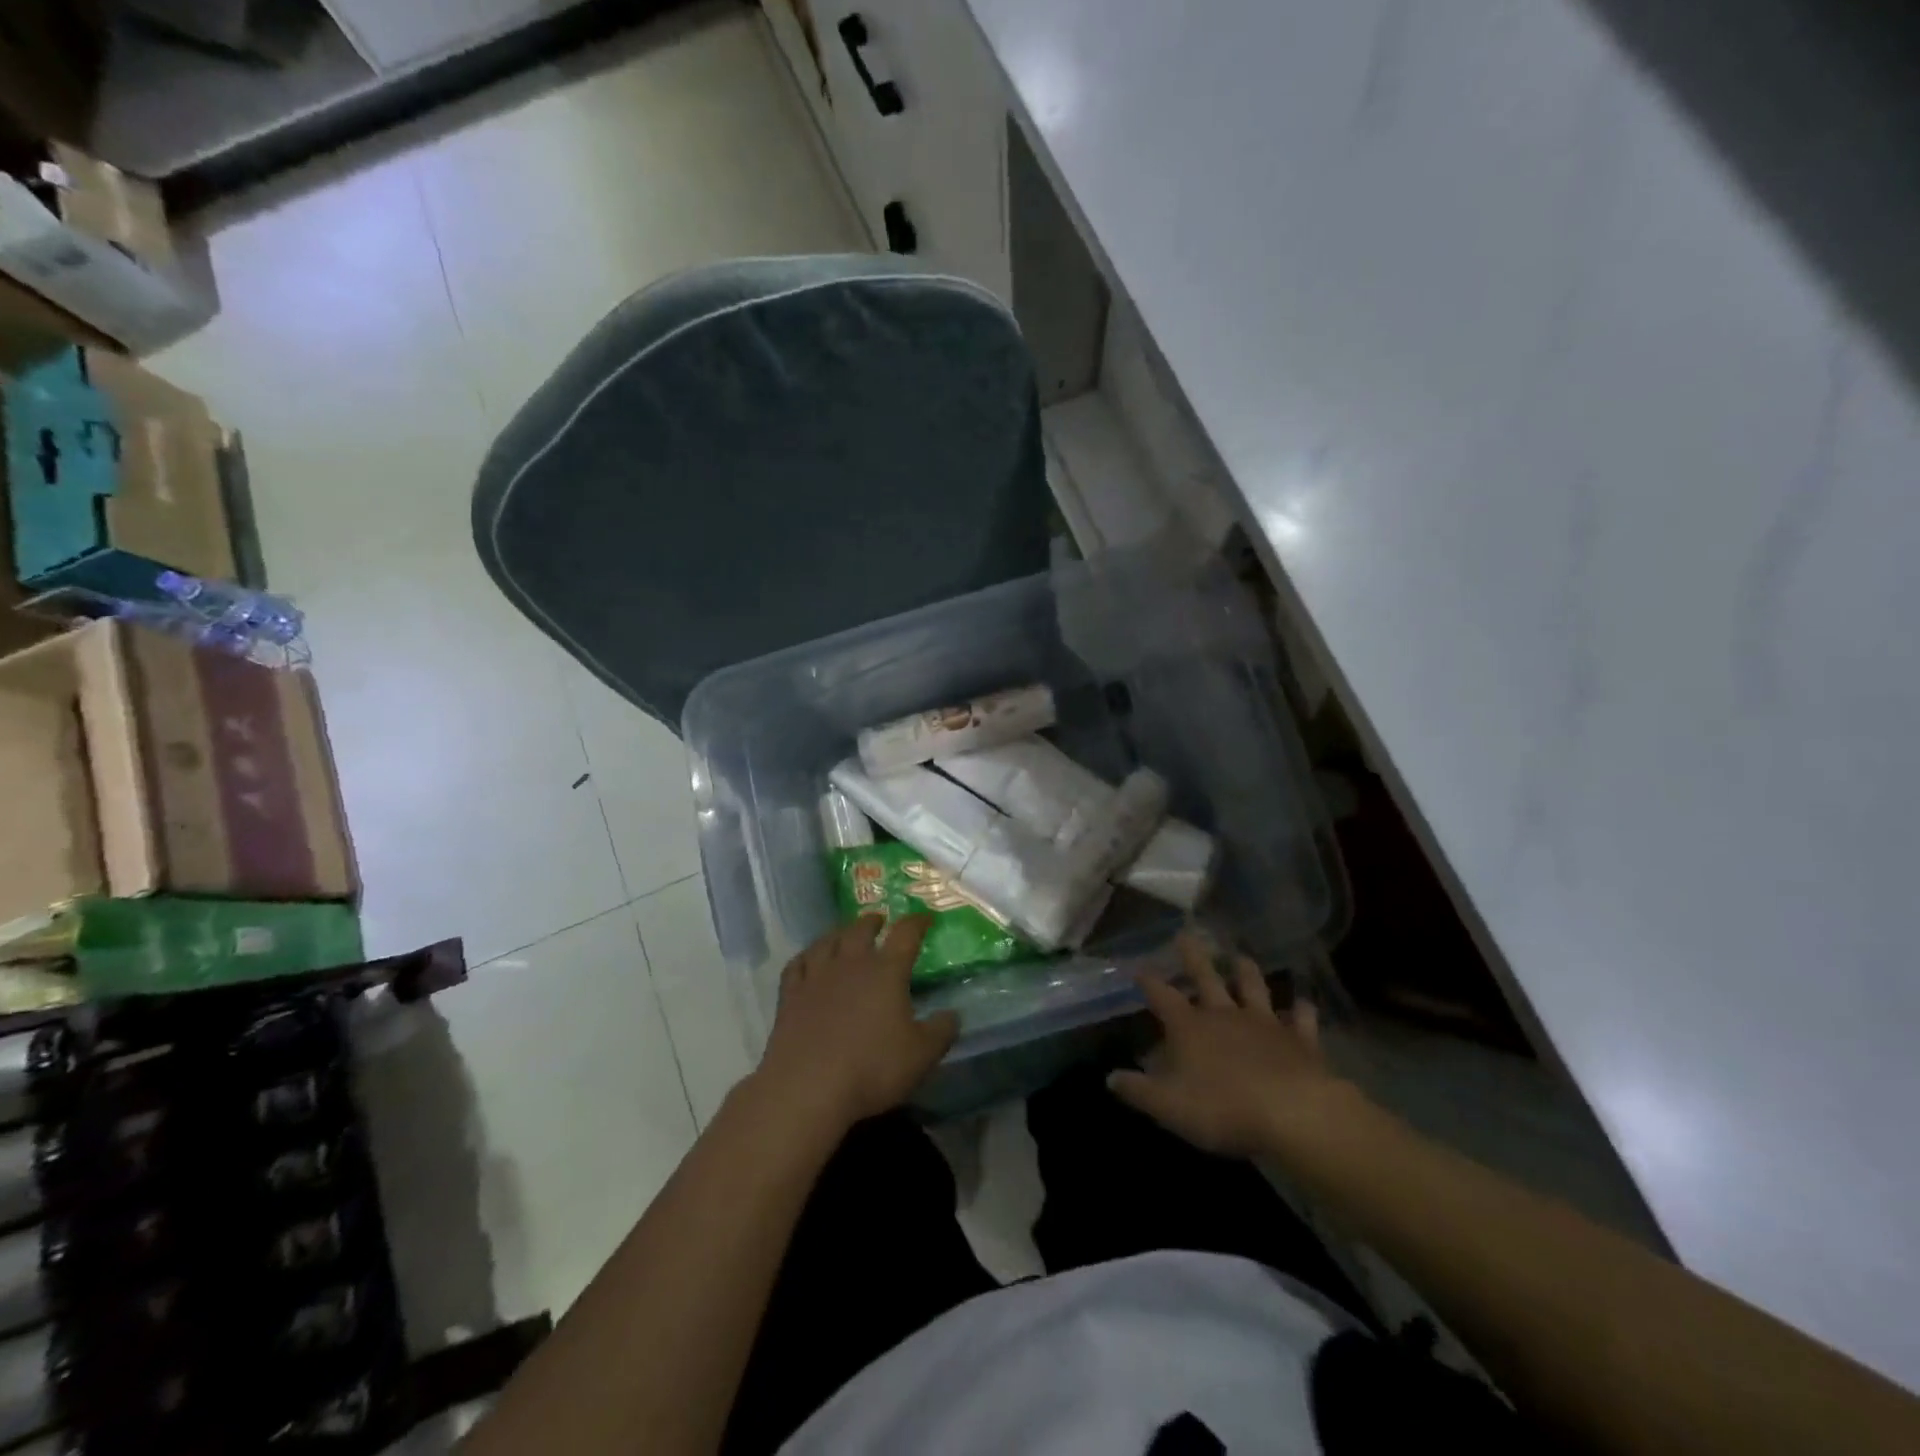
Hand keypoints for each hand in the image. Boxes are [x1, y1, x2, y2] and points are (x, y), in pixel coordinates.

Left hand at [754, 915, 959, 1131]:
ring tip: (845, 933)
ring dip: (839, 932)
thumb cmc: (872, 1068)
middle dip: (873, 921)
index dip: (917, 922)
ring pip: (827, 941)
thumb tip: (953, 1014)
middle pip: (861, 929)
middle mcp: (851, 964)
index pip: (905, 934)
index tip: (925, 918)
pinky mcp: (790, 995)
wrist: (808, 1087)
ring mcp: (816, 977)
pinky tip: (809, 959)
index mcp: (886, 971)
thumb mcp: (922, 1055)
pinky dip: (807, 955)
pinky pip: (797, 964)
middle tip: (880, 921)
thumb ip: (942, 1031)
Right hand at [1108, 932, 1359, 1158]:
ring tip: (1241, 957)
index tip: (1138, 967)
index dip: (1148, 981)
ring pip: (1253, 988)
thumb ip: (1138, 1090)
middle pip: (1206, 977)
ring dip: (1246, 972)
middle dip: (1193, 956)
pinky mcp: (1300, 1040)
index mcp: (1189, 1027)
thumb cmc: (1223, 1109)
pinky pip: (1301, 1019)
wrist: (1295, 1114)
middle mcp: (1224, 1015)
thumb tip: (1110, 1077)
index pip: (1162, 996)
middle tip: (1186, 934)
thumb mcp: (1168, 1106)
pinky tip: (1303, 1003)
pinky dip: (1301, 1010)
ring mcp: (1265, 1023)